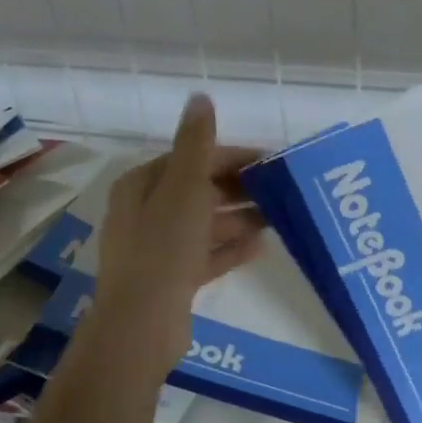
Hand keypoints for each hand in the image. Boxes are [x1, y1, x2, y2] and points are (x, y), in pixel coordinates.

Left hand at [89, 94, 264, 375]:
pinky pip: (205, 255)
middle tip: (280, 191)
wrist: (141, 325)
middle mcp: (145, 212)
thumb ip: (196, 144)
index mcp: (142, 185)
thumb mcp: (184, 188)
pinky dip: (230, 248)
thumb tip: (200, 98)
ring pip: (204, 224)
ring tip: (278, 218)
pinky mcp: (170, 279)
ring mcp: (157, 248)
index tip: (271, 162)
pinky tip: (261, 247)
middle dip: (238, 189)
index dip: (231, 157)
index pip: (192, 159)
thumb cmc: (163, 247)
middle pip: (198, 191)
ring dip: (238, 218)